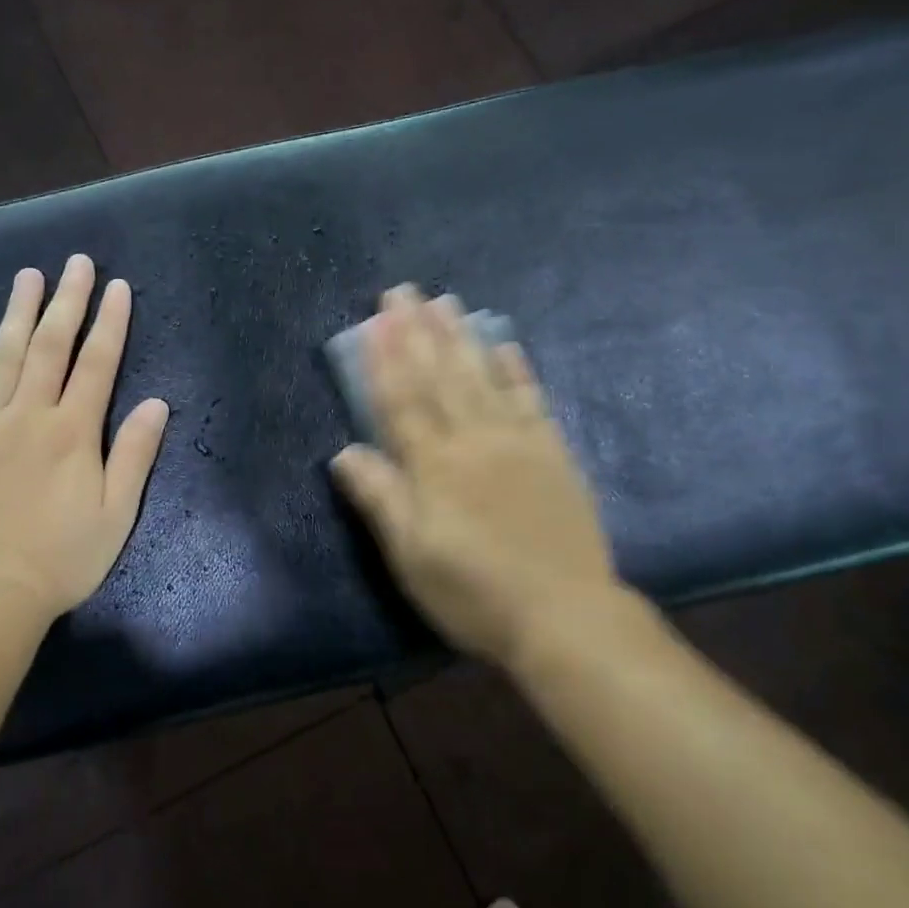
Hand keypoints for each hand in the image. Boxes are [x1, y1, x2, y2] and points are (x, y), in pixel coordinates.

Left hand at [0, 255, 169, 628]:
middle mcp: (28, 416)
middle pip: (49, 347)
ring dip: (16, 313)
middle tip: (76, 263)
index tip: (118, 286)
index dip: (110, 322)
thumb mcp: (116, 515)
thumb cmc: (60, 560)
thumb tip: (157, 403)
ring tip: (27, 276)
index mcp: (72, 432)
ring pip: (1, 358)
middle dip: (66, 301)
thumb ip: (134, 454)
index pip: (97, 363)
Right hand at [330, 286, 642, 668]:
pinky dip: (517, 370)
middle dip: (418, 331)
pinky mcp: (552, 454)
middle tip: (405, 290)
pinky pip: (532, 400)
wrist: (564, 617)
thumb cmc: (474, 591)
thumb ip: (380, 499)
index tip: (376, 320)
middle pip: (439, 377)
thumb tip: (344, 452)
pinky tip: (506, 344)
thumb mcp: (411, 556)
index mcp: (434, 465)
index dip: (385, 358)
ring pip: (482, 378)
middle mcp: (473, 440)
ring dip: (461, 338)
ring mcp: (517, 442)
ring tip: (446, 302)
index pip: (401, 400)